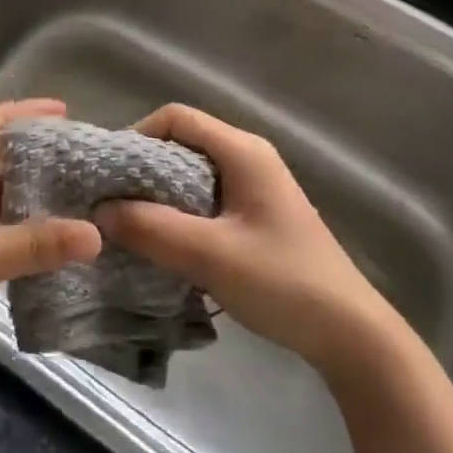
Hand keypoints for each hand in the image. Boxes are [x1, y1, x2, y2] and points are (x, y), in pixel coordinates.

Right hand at [94, 104, 393, 371]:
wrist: (353, 335)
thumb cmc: (283, 282)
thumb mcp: (211, 255)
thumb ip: (152, 229)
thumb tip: (99, 212)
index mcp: (242, 150)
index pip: (176, 117)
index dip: (137, 135)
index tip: (110, 173)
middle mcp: (248, 157)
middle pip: (182, 143)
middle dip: (143, 169)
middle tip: (112, 202)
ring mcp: (254, 187)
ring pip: (191, 173)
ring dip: (159, 195)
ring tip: (131, 225)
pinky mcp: (256, 216)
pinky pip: (205, 199)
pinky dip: (179, 213)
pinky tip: (165, 243)